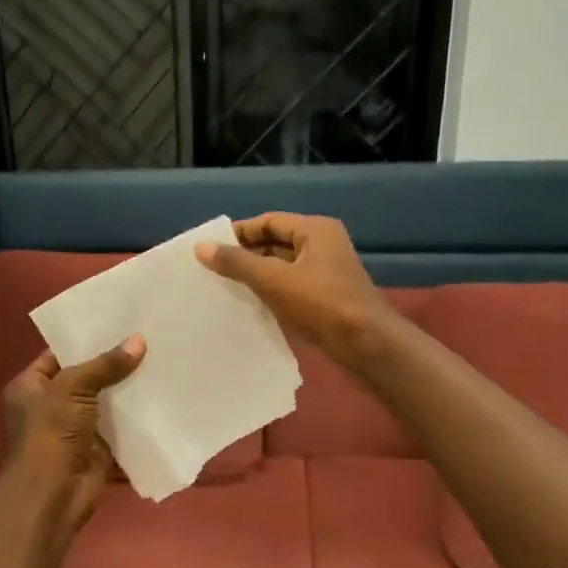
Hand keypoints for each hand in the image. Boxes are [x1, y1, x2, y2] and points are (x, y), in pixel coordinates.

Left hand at [2, 337, 145, 532]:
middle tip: (146, 337)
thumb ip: (105, 365)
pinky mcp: (97, 447)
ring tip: (158, 359)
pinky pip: (119, 425)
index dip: (86, 339)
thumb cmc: (51, 433)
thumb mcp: (73, 388)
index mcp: (31, 386)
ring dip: (127, 388)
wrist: (54, 493)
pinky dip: (135, 415)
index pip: (59, 354)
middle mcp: (50, 404)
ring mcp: (75, 427)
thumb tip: (139, 341)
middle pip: (85, 376)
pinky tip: (160, 394)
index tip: (118, 322)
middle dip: (112, 362)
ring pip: (104, 401)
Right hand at [195, 214, 392, 370]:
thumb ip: (237, 263)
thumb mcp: (274, 280)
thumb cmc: (322, 304)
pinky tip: (249, 307)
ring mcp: (326, 273)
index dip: (238, 233)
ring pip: (281, 268)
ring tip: (223, 289)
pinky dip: (270, 294)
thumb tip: (201, 247)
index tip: (209, 249)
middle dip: (245, 256)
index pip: (268, 222)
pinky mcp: (325, 298)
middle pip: (275, 243)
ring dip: (256, 277)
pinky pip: (290, 288)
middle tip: (212, 271)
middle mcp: (322, 245)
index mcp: (315, 230)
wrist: (367, 345)